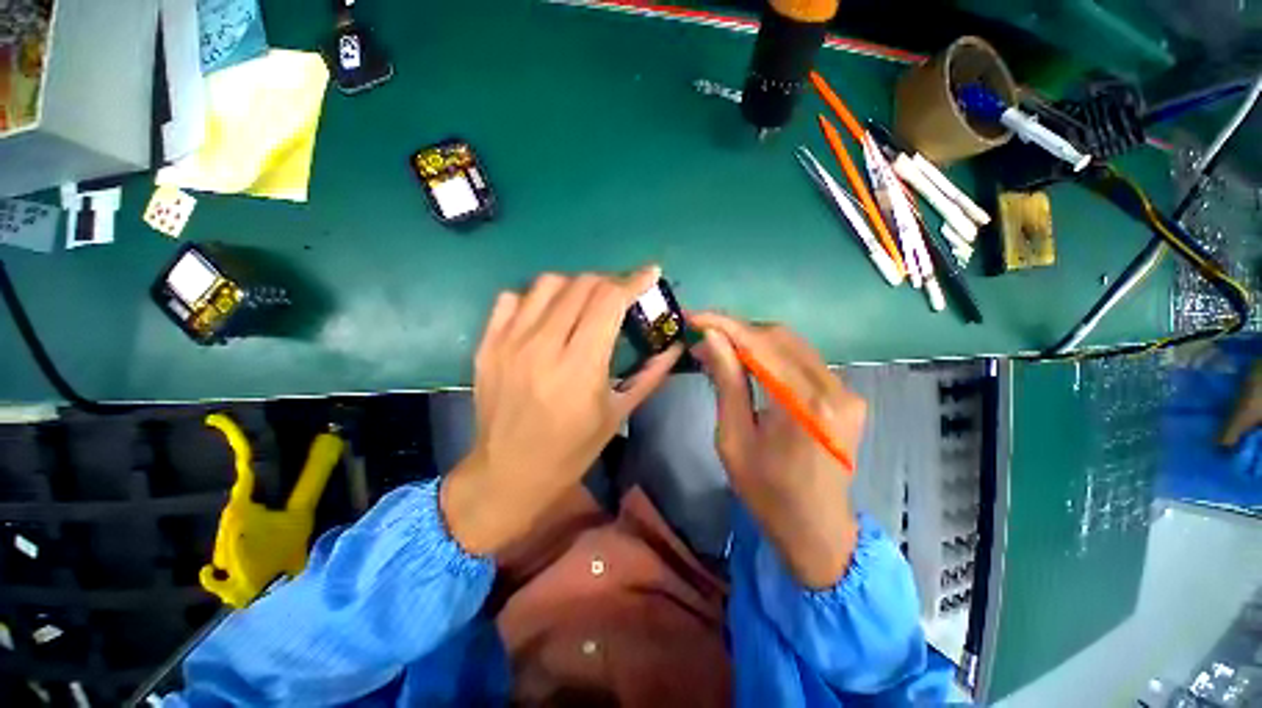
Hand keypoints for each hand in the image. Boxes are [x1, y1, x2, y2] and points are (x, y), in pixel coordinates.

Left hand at [441, 268, 682, 555]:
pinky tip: (546, 317)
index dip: (634, 281)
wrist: (508, 473)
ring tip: (584, 304)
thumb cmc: (571, 450)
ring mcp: (509, 342)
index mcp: (580, 367)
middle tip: (620, 296)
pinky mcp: (488, 344)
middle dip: (609, 282)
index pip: (609, 302)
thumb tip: (675, 345)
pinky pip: (512, 299)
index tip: (650, 273)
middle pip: (582, 285)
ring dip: (575, 286)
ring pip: (548, 284)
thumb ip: (650, 374)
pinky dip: (536, 299)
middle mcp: (543, 346)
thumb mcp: (617, 414)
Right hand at [690, 312, 863, 588]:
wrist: (817, 530)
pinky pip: (802, 360)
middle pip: (779, 337)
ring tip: (718, 346)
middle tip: (702, 334)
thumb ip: (727, 383)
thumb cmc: (767, 492)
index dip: (724, 325)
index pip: (761, 345)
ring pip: (791, 344)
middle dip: (737, 329)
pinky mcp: (846, 395)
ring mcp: (846, 391)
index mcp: (804, 406)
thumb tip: (710, 338)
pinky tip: (746, 360)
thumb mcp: (734, 439)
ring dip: (752, 339)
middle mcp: (834, 389)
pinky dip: (770, 354)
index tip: (694, 317)